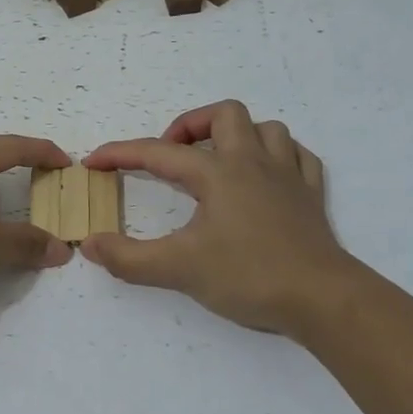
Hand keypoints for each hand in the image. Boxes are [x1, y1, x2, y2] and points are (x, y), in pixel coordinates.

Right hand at [82, 101, 347, 334]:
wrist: (322, 298)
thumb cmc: (249, 276)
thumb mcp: (179, 270)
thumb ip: (129, 258)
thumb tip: (90, 244)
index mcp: (218, 173)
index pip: (159, 153)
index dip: (120, 153)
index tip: (93, 162)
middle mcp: (253, 162)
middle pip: (224, 115)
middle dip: (191, 126)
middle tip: (173, 156)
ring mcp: (288, 176)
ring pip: (266, 129)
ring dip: (238, 136)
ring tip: (219, 162)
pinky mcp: (311, 196)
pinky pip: (298, 156)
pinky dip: (278, 156)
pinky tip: (266, 176)